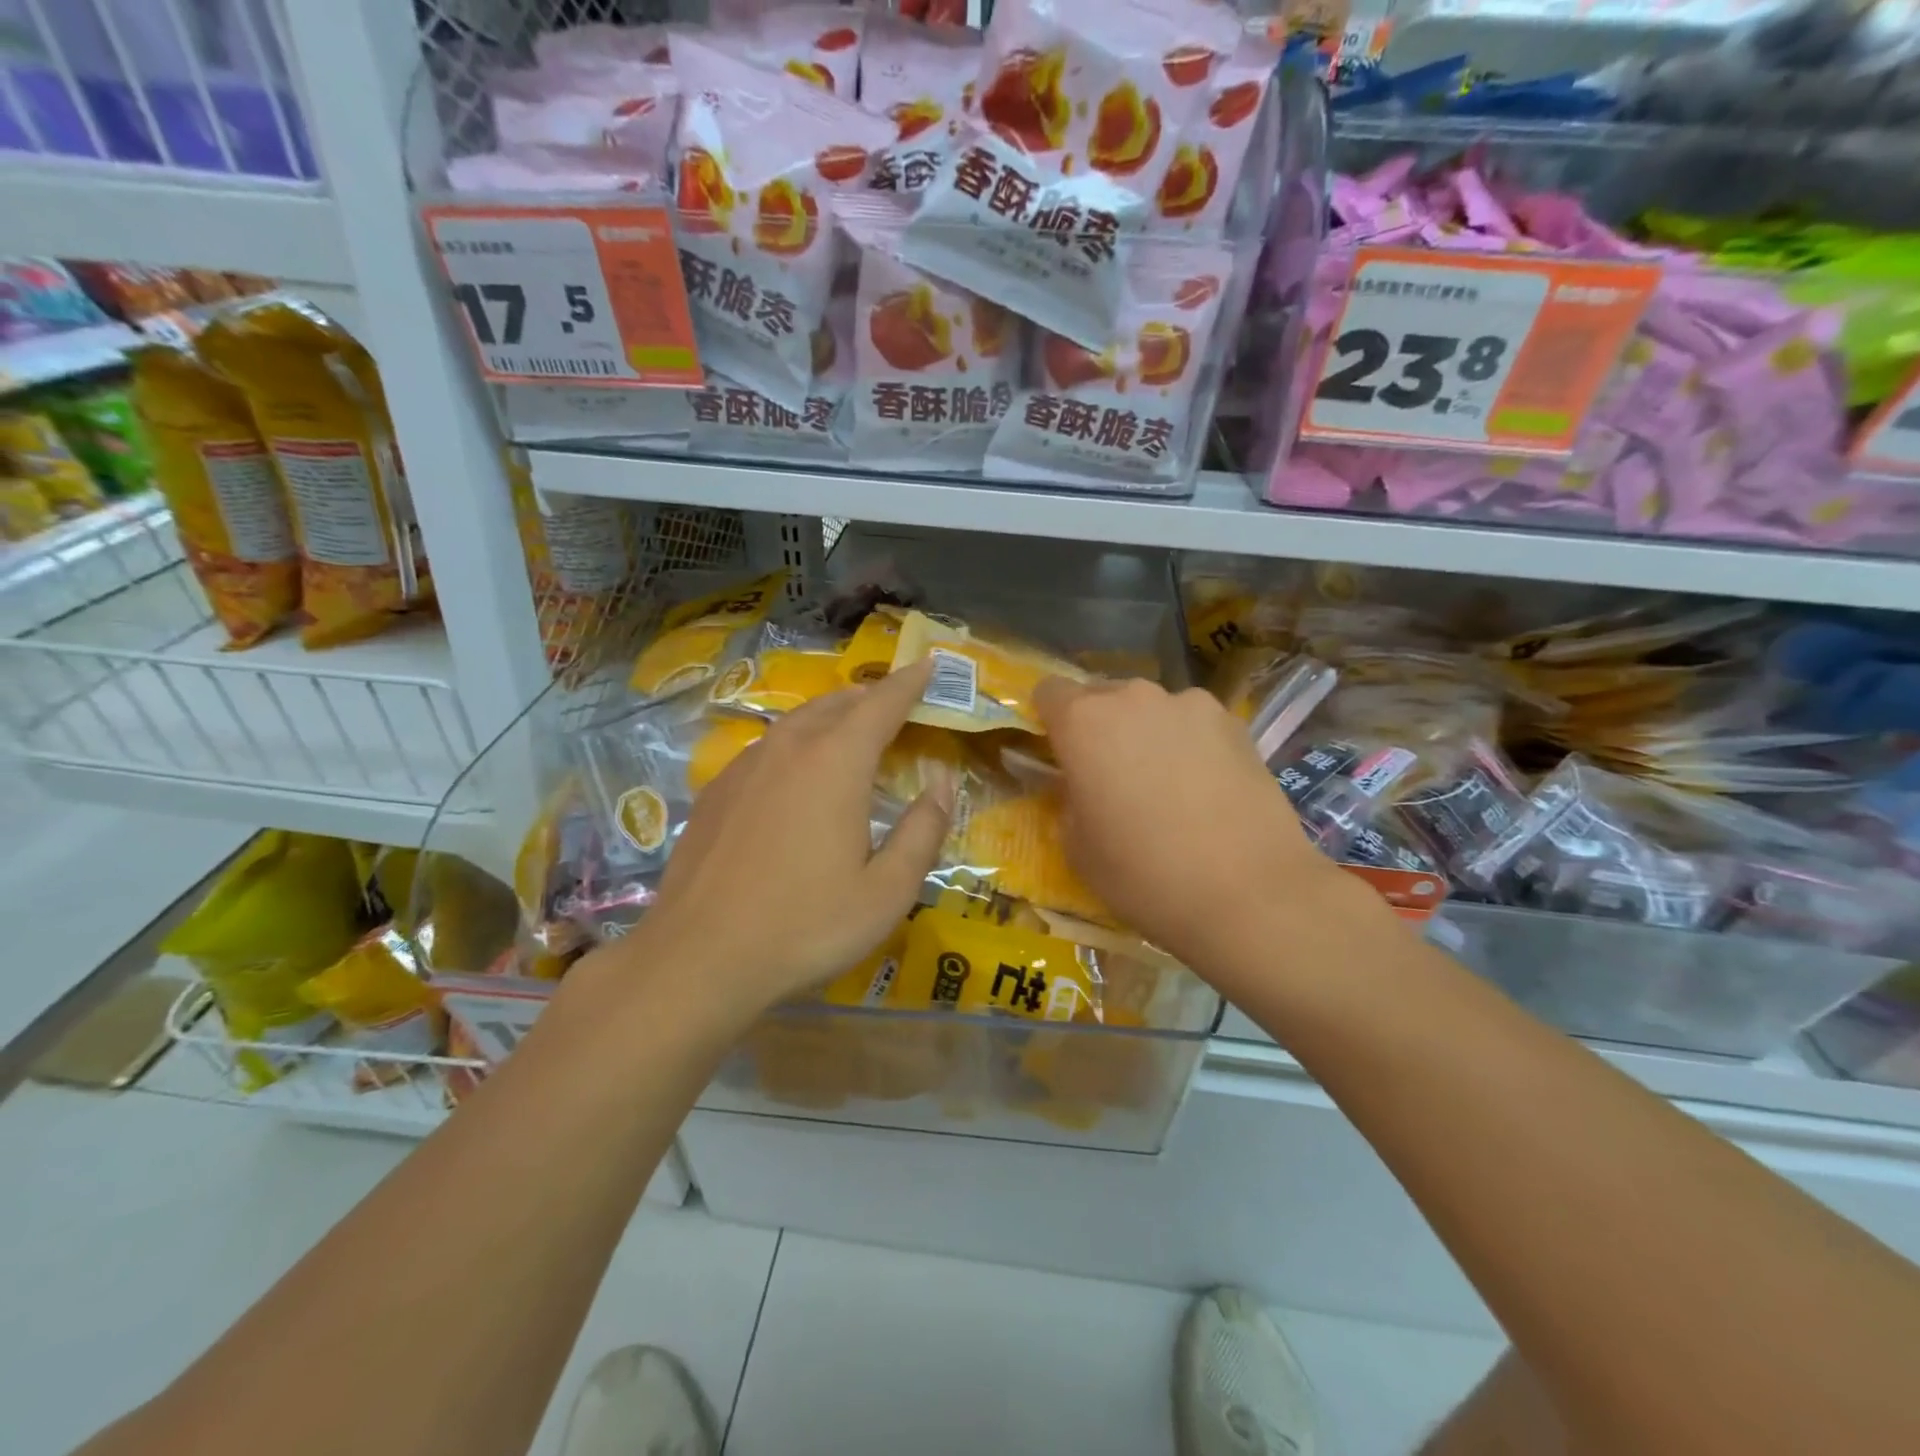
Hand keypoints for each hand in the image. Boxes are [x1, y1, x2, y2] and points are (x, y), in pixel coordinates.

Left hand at [627, 659, 954, 1016]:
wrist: (698, 957)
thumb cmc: (806, 925)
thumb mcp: (887, 890)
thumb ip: (923, 830)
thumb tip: (942, 783)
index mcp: (836, 762)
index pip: (882, 703)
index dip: (910, 682)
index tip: (929, 664)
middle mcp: (789, 748)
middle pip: (837, 704)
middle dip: (871, 696)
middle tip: (896, 702)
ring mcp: (745, 766)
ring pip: (798, 720)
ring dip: (832, 716)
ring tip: (852, 728)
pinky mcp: (717, 790)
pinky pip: (768, 746)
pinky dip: (797, 742)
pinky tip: (797, 772)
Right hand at [1033, 676, 1358, 975]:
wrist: (1248, 892)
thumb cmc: (1143, 874)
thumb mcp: (1077, 848)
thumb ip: (1069, 800)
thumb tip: (1083, 787)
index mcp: (1084, 722)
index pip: (1049, 691)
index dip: (1049, 720)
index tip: (1059, 754)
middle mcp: (1134, 698)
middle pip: (1103, 696)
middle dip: (1100, 728)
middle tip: (1112, 778)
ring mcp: (1191, 705)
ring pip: (1152, 710)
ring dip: (1147, 734)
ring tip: (1167, 786)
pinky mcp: (1235, 723)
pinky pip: (1195, 725)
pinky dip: (1191, 746)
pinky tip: (1207, 789)